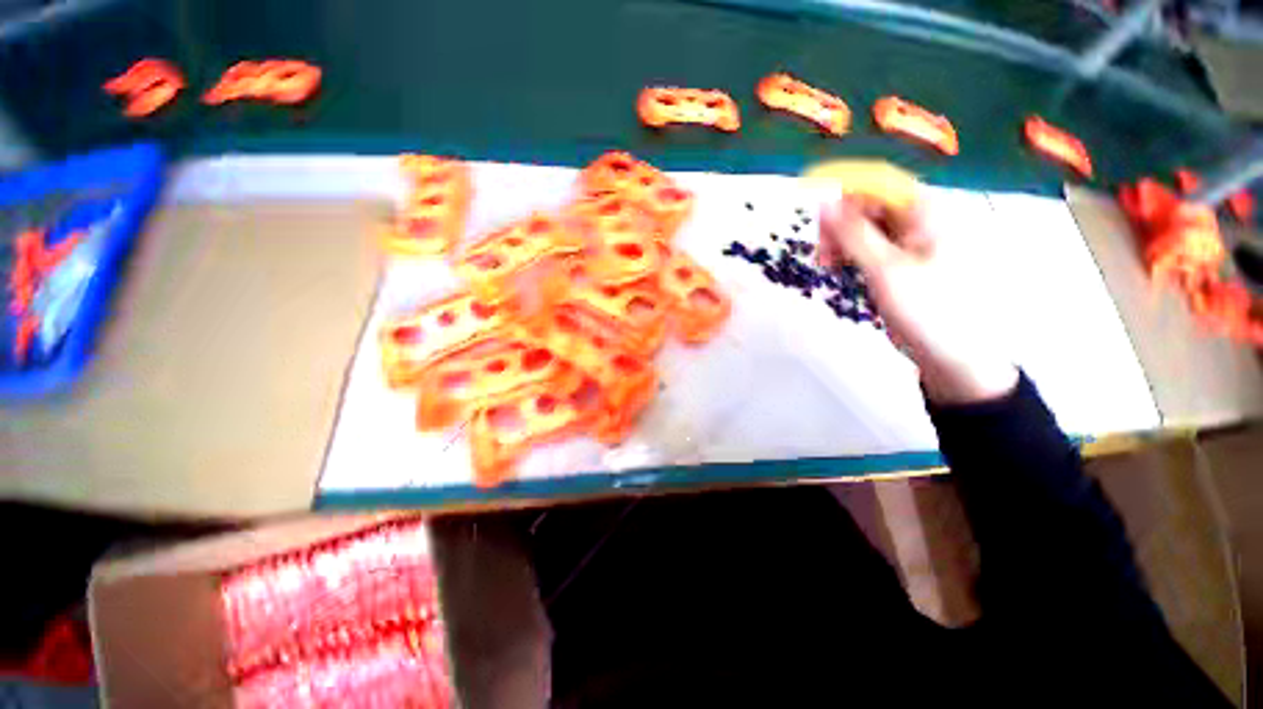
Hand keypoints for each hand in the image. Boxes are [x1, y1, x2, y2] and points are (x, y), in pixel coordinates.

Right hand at [818, 194, 1017, 404]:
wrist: (947, 352)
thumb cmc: (926, 307)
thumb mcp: (885, 268)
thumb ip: (853, 235)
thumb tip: (825, 203)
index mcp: (924, 214)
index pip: (879, 185)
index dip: (845, 193)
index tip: (817, 216)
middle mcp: (915, 222)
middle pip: (867, 207)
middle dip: (839, 225)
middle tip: (822, 252)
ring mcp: (903, 245)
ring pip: (861, 229)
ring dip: (839, 243)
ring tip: (827, 265)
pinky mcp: (893, 265)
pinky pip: (864, 249)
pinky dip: (846, 256)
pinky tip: (838, 270)